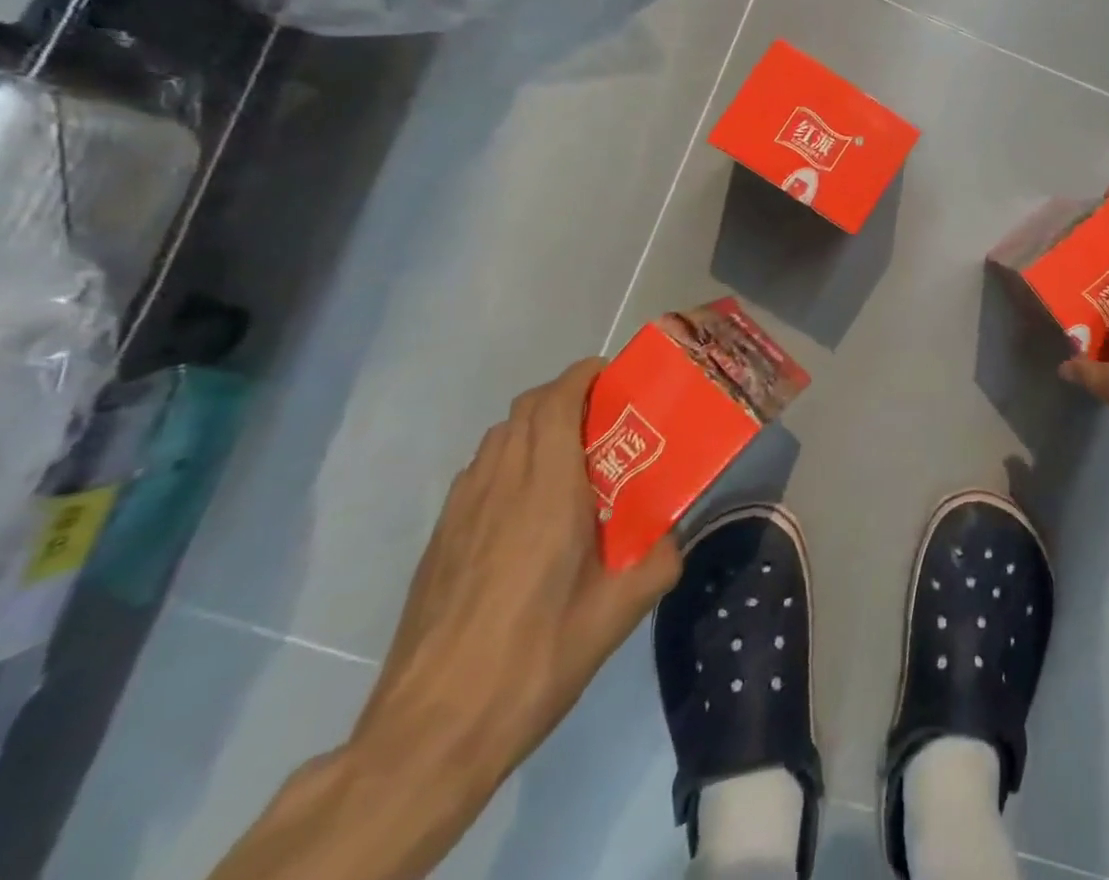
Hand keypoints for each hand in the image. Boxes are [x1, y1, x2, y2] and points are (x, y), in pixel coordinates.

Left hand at [351, 360, 682, 795]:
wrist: (430, 733)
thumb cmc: (536, 660)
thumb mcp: (618, 614)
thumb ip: (660, 560)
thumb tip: (677, 533)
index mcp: (548, 492)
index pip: (556, 402)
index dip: (583, 376)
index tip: (614, 377)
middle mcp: (500, 485)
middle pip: (526, 409)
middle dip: (565, 394)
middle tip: (604, 416)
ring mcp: (461, 511)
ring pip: (498, 437)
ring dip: (534, 425)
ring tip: (570, 455)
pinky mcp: (439, 539)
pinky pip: (479, 471)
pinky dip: (508, 458)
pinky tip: (527, 505)